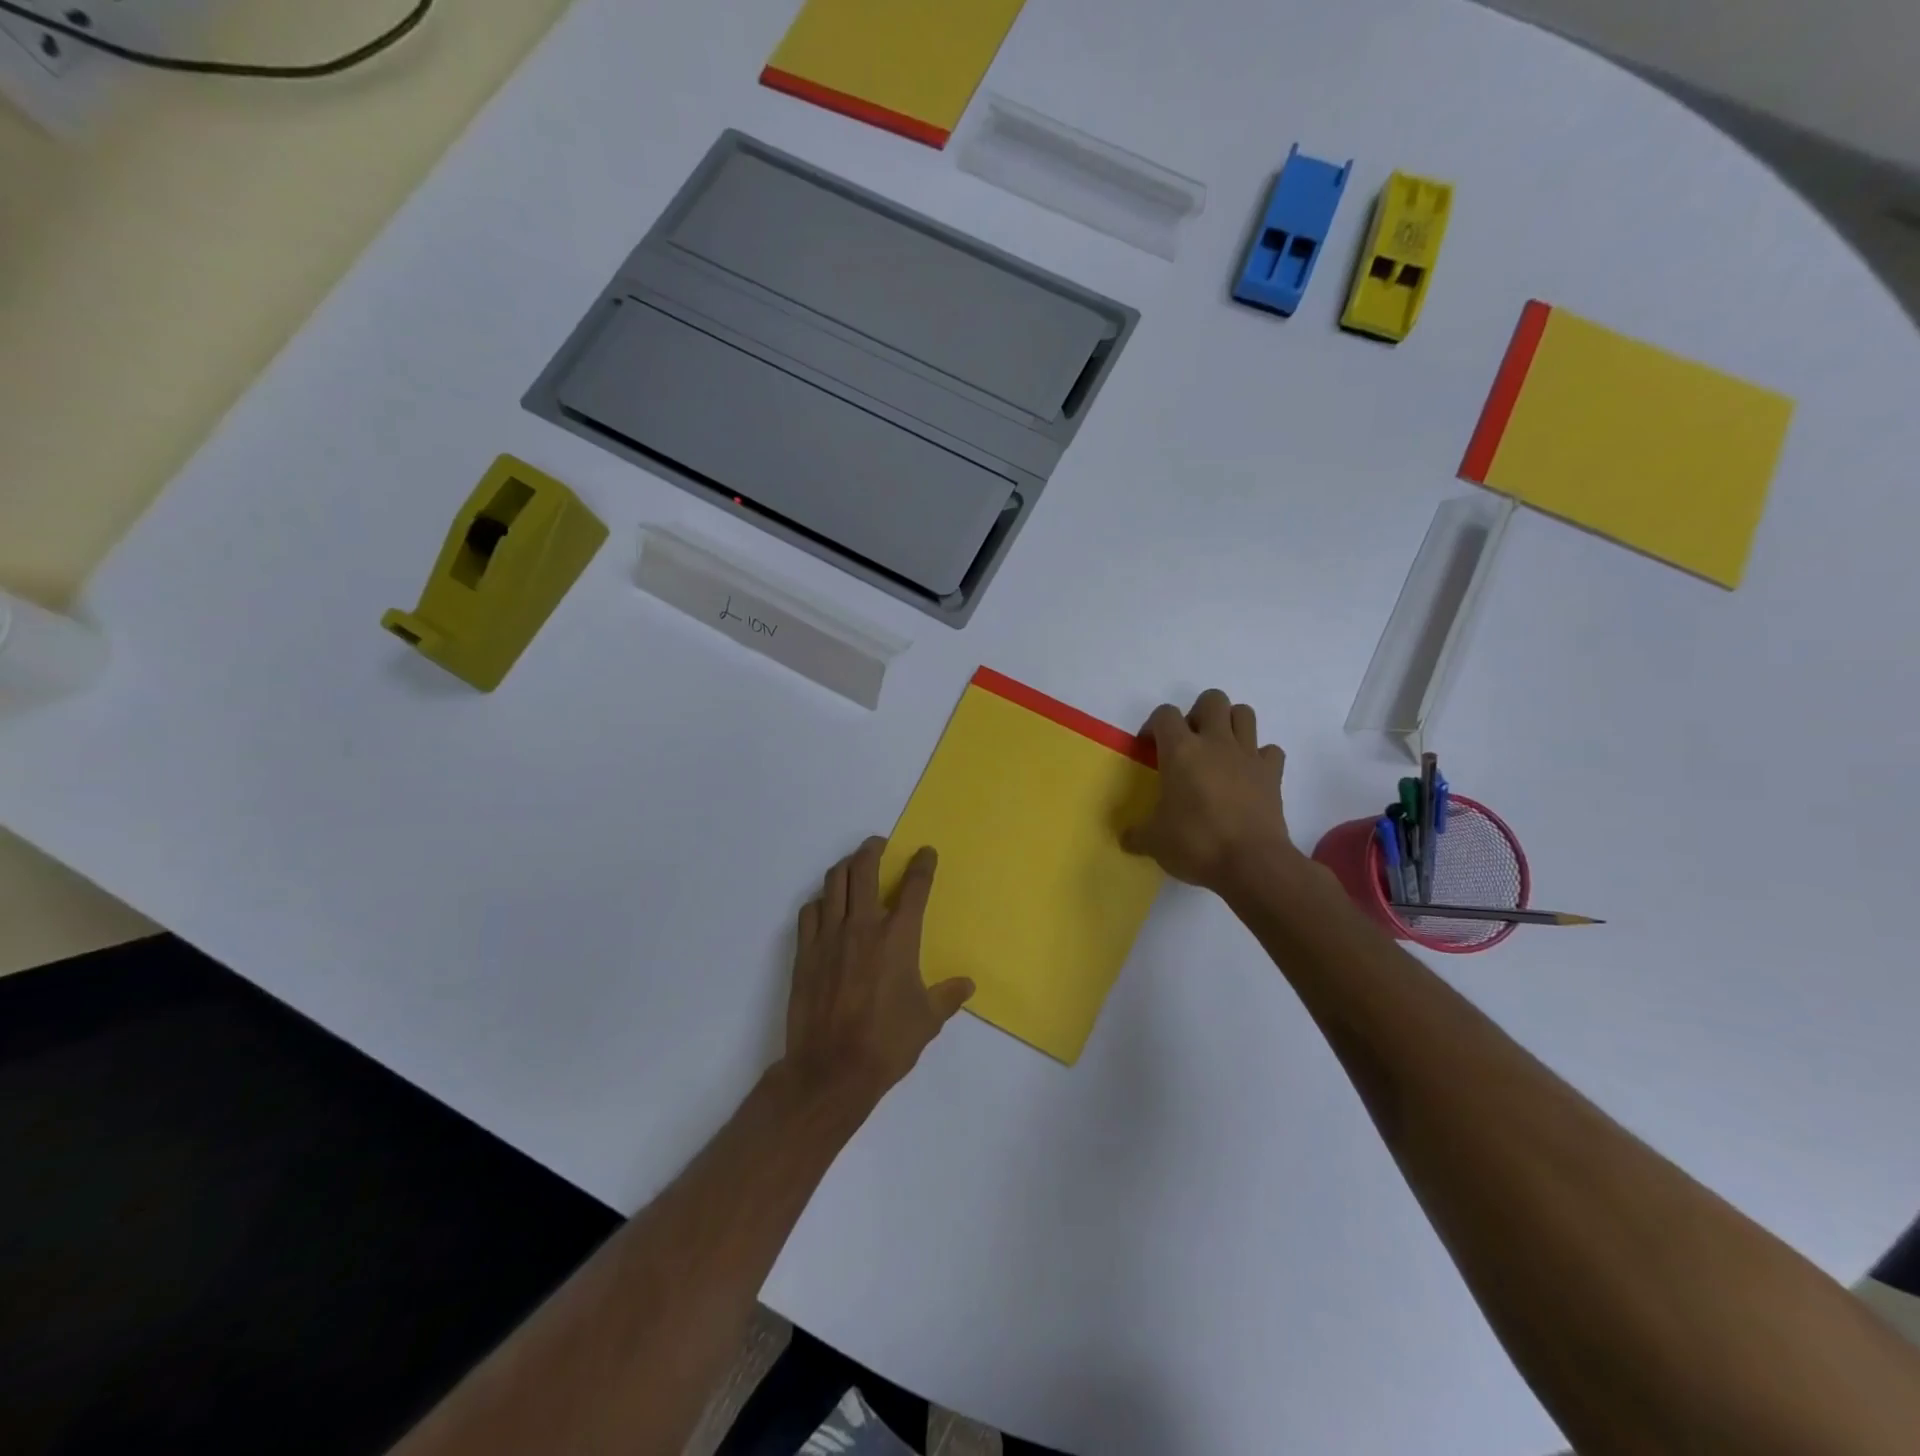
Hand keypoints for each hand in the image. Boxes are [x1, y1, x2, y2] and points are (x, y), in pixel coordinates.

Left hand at [783, 837, 974, 1110]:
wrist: (831, 1069)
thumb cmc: (887, 1044)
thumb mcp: (927, 1021)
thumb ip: (948, 996)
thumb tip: (967, 985)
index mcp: (898, 937)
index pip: (914, 887)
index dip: (922, 864)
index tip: (926, 852)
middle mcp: (863, 926)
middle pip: (864, 869)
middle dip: (873, 849)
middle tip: (879, 845)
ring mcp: (829, 936)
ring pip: (834, 883)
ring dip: (845, 867)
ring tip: (853, 866)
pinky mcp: (805, 952)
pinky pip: (810, 911)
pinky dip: (821, 901)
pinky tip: (826, 907)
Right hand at [1122, 690, 1298, 894]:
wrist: (1252, 863)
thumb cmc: (1196, 844)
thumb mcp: (1154, 841)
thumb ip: (1138, 834)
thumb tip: (1127, 838)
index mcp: (1180, 751)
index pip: (1164, 714)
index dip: (1153, 725)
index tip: (1149, 748)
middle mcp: (1215, 743)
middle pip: (1212, 699)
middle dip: (1198, 713)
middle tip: (1189, 742)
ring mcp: (1248, 756)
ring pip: (1244, 713)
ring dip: (1230, 724)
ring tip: (1218, 750)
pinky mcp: (1273, 774)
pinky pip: (1270, 751)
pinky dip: (1260, 757)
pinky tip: (1248, 775)